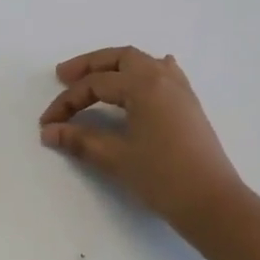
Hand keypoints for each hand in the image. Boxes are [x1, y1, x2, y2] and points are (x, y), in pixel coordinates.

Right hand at [39, 46, 246, 226]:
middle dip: (90, 66)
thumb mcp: (116, 158)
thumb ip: (80, 140)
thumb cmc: (162, 178)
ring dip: (116, 66)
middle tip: (63, 77)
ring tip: (95, 78)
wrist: (212, 202)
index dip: (67, 102)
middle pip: (120, 58)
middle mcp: (163, 78)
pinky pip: (164, 74)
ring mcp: (180, 90)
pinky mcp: (189, 105)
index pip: (95, 85)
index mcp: (143, 85)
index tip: (47, 123)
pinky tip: (144, 79)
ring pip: (143, 62)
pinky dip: (145, 72)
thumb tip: (50, 131)